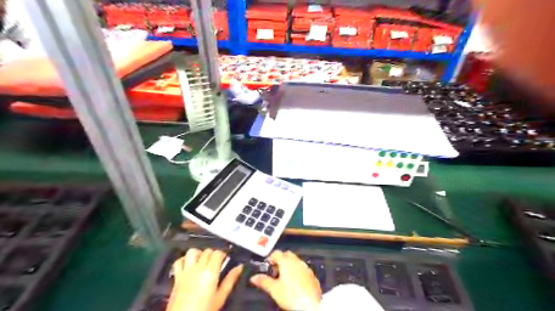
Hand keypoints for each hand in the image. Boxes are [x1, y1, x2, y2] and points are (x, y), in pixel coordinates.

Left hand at [164, 249, 243, 310]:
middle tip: (216, 262)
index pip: (218, 253)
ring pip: (192, 252)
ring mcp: (186, 271)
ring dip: (198, 253)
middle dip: (213, 254)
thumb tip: (239, 267)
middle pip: (207, 251)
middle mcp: (198, 268)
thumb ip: (230, 280)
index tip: (225, 259)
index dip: (222, 254)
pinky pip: (178, 261)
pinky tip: (188, 265)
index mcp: (210, 272)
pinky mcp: (177, 277)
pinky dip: (184, 260)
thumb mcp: (221, 297)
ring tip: (203, 260)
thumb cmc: (204, 310)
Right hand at [251, 251, 323, 309]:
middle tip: (275, 271)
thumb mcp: (274, 289)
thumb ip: (264, 281)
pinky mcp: (312, 275)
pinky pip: (303, 269)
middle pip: (287, 254)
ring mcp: (306, 267)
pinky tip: (296, 283)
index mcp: (286, 261)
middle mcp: (297, 261)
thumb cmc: (290, 295)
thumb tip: (253, 277)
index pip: (276, 253)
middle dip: (280, 260)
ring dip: (290, 265)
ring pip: (296, 261)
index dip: (270, 258)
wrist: (310, 304)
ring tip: (285, 277)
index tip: (267, 266)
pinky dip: (298, 272)